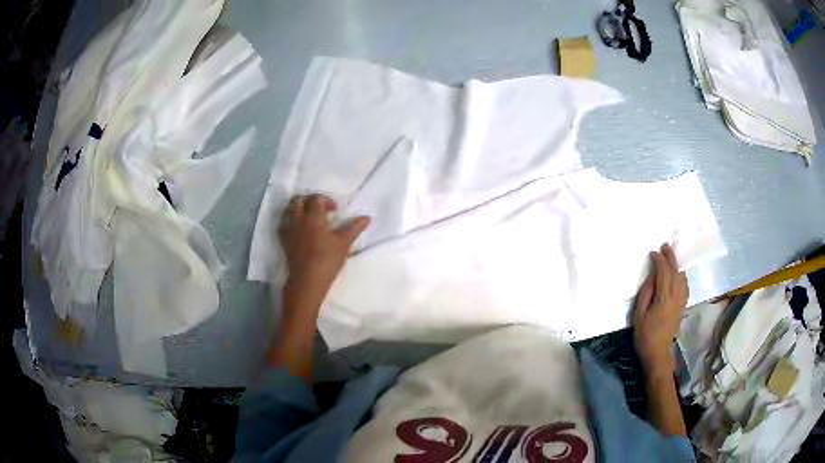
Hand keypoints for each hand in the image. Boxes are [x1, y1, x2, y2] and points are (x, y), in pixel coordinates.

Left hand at [279, 194, 369, 297]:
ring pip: (288, 210)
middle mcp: (298, 219)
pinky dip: (290, 221)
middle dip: (309, 200)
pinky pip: (283, 224)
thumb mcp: (344, 244)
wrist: (307, 281)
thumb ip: (354, 228)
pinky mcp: (283, 241)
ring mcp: (288, 230)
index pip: (316, 198)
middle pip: (298, 200)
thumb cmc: (327, 260)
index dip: (326, 200)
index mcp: (313, 217)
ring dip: (298, 209)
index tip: (335, 210)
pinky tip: (299, 230)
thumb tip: (367, 218)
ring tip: (309, 218)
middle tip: (320, 209)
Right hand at [633, 243, 688, 373]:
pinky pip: (685, 285)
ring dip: (676, 266)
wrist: (658, 352)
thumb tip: (652, 276)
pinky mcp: (683, 306)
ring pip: (682, 277)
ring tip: (670, 259)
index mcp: (663, 298)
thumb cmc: (645, 335)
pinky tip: (677, 275)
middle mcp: (676, 297)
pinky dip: (681, 276)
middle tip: (664, 246)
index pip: (664, 272)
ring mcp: (681, 301)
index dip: (659, 260)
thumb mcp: (639, 314)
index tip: (652, 253)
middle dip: (670, 257)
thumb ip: (646, 293)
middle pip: (675, 271)